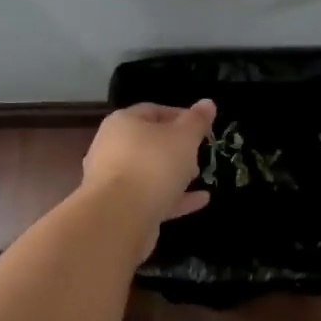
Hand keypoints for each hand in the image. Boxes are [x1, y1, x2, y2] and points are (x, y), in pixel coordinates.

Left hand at [81, 100, 216, 245]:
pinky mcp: (120, 207)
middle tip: (200, 153)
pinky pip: (151, 197)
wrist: (119, 217)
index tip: (203, 128)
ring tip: (199, 176)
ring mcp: (113, 179)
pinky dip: (174, 197)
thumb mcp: (183, 138)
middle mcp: (112, 147)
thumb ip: (197, 121)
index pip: (154, 111)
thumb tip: (208, 103)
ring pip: (149, 171)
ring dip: (174, 173)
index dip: (181, 116)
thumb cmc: (153, 165)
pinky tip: (201, 200)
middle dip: (177, 148)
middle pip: (149, 142)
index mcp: (123, 123)